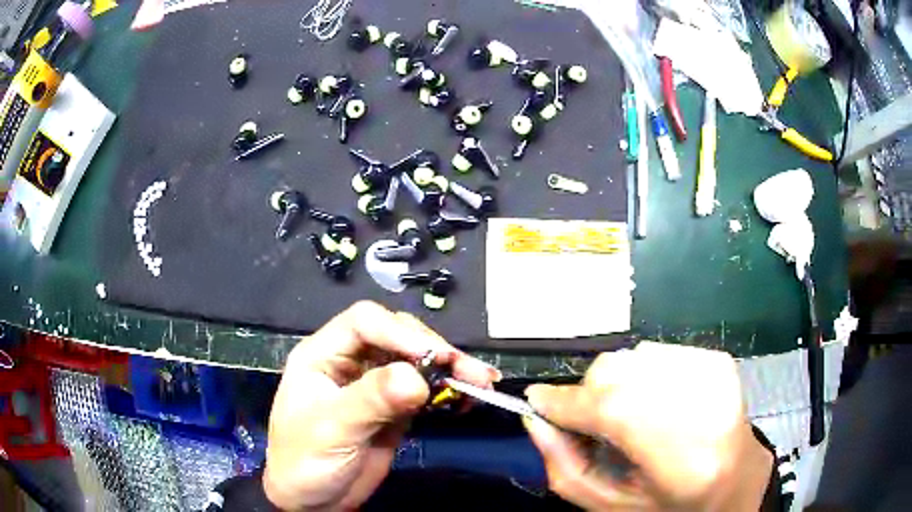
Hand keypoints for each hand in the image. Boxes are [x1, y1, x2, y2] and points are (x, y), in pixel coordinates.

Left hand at [263, 301, 498, 510]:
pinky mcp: (394, 409)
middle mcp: (350, 362)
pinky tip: (467, 398)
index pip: (365, 323)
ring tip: (482, 382)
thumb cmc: (305, 461)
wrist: (313, 502)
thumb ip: (371, 401)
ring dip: (450, 369)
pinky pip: (425, 390)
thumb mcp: (333, 430)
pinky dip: (448, 391)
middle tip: (469, 372)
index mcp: (324, 355)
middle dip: (434, 350)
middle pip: (397, 336)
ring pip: (416, 362)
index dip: (401, 332)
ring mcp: (374, 385)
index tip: (435, 358)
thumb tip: (416, 377)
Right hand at [524, 342, 771, 510]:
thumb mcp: (610, 505)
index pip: (615, 411)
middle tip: (595, 425)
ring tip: (630, 417)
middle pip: (620, 373)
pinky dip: (640, 376)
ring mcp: (716, 374)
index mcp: (685, 460)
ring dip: (616, 385)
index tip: (537, 402)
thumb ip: (566, 466)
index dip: (568, 403)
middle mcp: (707, 406)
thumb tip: (536, 419)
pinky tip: (653, 403)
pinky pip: (654, 352)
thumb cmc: (669, 503)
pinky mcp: (717, 358)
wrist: (733, 478)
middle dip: (591, 396)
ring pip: (633, 356)